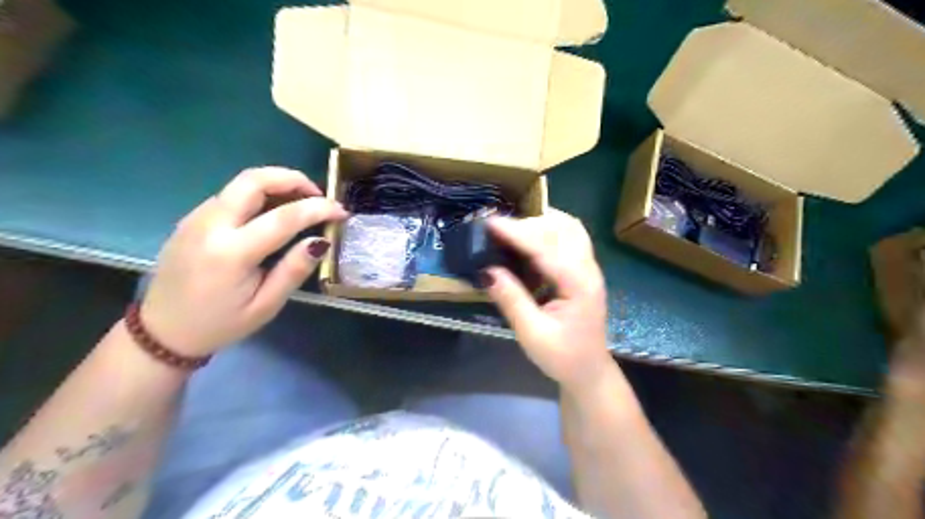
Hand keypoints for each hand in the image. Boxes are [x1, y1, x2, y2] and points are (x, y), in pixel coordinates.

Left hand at [137, 168, 348, 355]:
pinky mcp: (192, 218)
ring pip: (241, 183)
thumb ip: (294, 270)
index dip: (318, 208)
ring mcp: (196, 218)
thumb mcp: (266, 306)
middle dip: (293, 179)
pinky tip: (273, 212)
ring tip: (301, 203)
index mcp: (231, 253)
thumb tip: (321, 241)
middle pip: (254, 180)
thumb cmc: (220, 324)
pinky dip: (259, 194)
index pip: (284, 216)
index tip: (341, 211)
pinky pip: (231, 194)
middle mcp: (210, 225)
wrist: (162, 332)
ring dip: (276, 184)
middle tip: (318, 194)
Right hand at [484, 209, 611, 390]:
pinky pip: (569, 238)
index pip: (546, 248)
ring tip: (513, 229)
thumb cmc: (562, 357)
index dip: (517, 233)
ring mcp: (589, 268)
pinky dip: (548, 231)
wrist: (589, 371)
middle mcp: (588, 269)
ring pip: (569, 228)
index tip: (490, 222)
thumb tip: (487, 270)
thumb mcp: (532, 333)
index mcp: (578, 285)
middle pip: (563, 228)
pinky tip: (529, 240)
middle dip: (529, 223)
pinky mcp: (583, 270)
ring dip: (541, 222)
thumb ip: (511, 299)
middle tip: (498, 229)